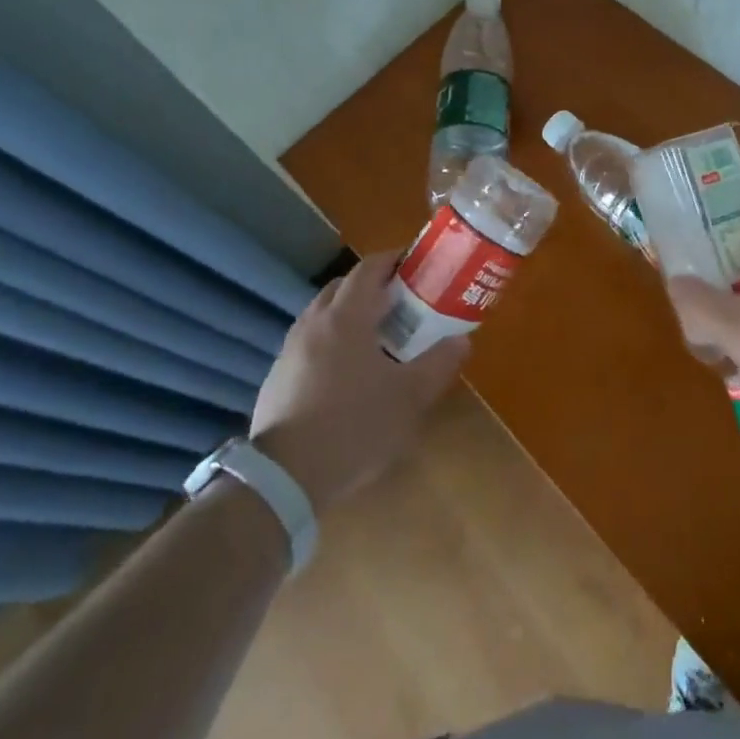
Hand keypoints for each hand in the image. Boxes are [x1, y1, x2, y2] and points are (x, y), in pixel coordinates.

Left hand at [248, 252, 468, 514]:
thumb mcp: (409, 399)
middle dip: (372, 285)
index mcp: (346, 317)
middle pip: (342, 286)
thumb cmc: (353, 427)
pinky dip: (330, 341)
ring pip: (322, 314)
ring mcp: (290, 349)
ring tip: (375, 336)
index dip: (394, 259)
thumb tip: (462, 340)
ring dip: (348, 313)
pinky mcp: (277, 377)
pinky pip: (309, 342)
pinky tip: (345, 372)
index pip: (369, 269)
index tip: (416, 263)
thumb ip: (438, 364)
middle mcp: (314, 323)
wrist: (283, 479)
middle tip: (401, 301)